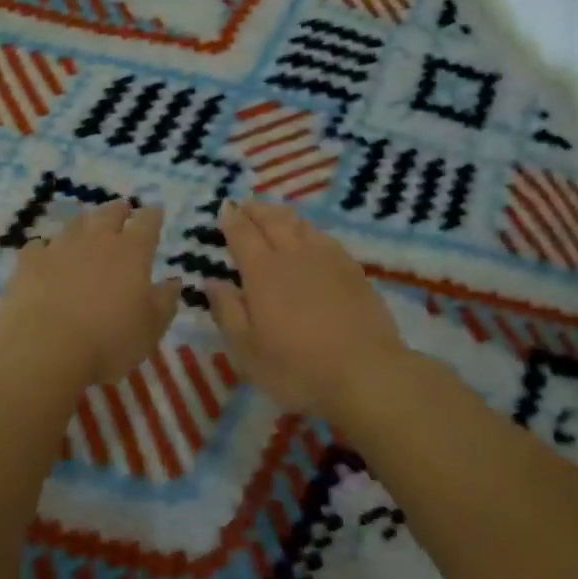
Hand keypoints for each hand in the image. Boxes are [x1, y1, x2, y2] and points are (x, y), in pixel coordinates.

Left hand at [0, 200, 181, 389]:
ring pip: (75, 224)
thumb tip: (174, 281)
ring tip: (87, 227)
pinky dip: (46, 248)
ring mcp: (60, 247)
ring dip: (84, 224)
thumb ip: (165, 301)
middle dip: (119, 210)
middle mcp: (97, 240)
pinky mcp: (29, 262)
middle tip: (123, 210)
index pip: (148, 222)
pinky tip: (45, 255)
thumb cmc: (108, 341)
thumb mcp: (151, 328)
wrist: (43, 348)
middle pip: (110, 213)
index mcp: (132, 252)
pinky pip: (39, 246)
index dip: (153, 215)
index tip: (156, 212)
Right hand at [206, 201, 410, 419]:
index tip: (224, 208)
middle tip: (246, 204)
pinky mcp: (353, 271)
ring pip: (302, 225)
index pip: (242, 234)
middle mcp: (294, 256)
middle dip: (256, 209)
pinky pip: (327, 238)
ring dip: (283, 215)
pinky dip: (311, 230)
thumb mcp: (247, 351)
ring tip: (275, 214)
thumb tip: (212, 281)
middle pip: (273, 220)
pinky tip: (312, 237)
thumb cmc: (297, 368)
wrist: (365, 374)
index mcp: (263, 272)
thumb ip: (227, 312)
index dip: (231, 219)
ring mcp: (328, 260)